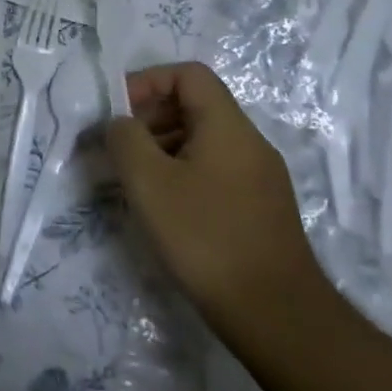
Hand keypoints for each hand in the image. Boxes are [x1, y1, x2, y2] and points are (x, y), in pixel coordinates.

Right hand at [105, 62, 325, 338]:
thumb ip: (125, 138)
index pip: (188, 75)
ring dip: (160, 147)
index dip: (147, 81)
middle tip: (116, 147)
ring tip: (131, 179)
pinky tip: (161, 207)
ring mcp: (259, 178)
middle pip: (195, 106)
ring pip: (201, 140)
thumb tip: (120, 123)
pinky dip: (179, 173)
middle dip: (148, 116)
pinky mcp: (258, 209)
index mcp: (228, 127)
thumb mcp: (148, 181)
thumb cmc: (205, 237)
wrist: (275, 315)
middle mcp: (250, 144)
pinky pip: (212, 170)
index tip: (117, 112)